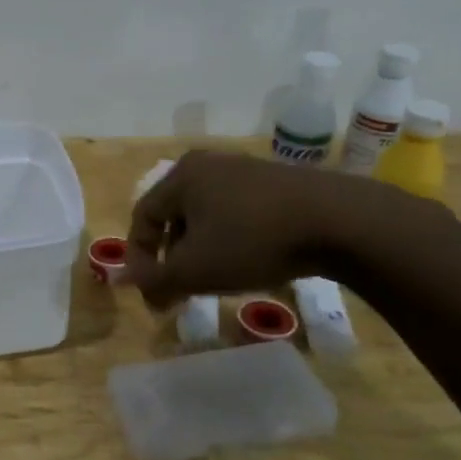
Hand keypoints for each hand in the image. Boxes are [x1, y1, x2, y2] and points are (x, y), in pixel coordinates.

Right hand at [123, 151, 392, 307]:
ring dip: (200, 250)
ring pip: (205, 215)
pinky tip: (248, 262)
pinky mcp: (277, 182)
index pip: (142, 217)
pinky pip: (236, 212)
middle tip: (179, 291)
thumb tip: (120, 281)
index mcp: (181, 176)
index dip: (139, 258)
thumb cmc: (253, 241)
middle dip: (171, 257)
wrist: (339, 221)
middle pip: (173, 216)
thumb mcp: (195, 269)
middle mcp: (208, 165)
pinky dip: (230, 239)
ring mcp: (245, 169)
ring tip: (213, 281)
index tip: (151, 294)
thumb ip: (154, 279)